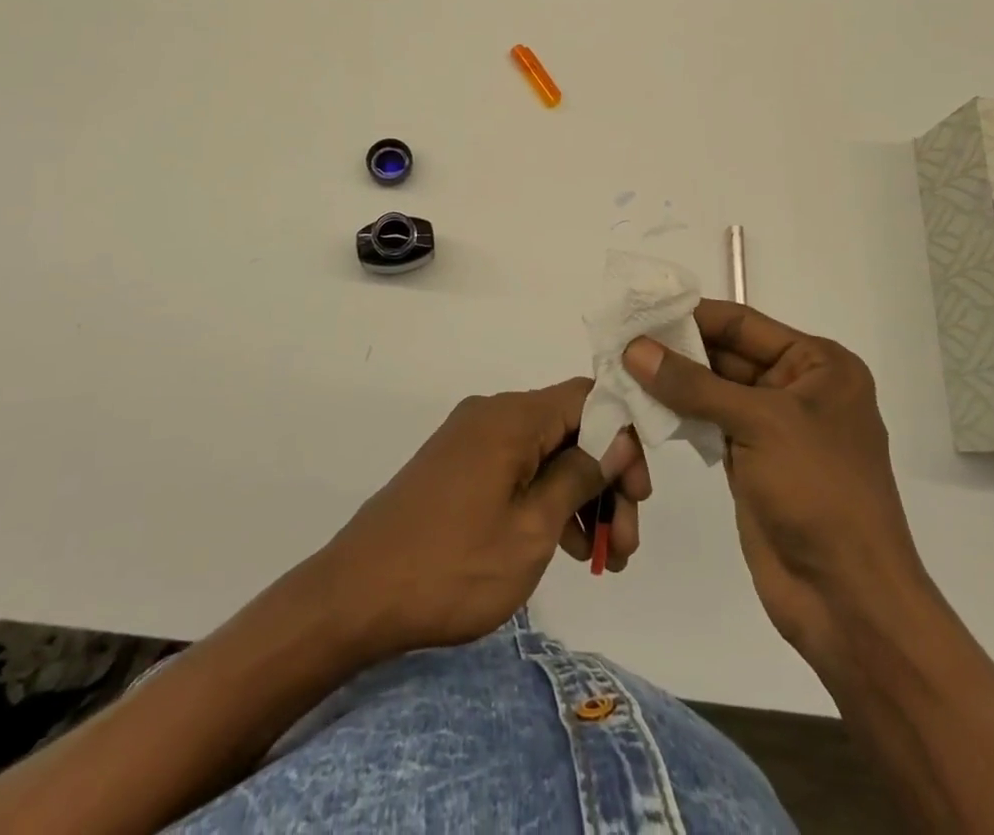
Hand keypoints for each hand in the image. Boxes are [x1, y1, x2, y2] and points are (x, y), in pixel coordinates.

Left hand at [314, 377, 651, 656]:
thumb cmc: (452, 565)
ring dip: (580, 497)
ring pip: (546, 453)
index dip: (624, 437)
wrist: (355, 596)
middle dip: (606, 480)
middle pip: (570, 428)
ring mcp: (472, 440)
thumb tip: (617, 437)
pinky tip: (565, 548)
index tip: (638, 493)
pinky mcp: (458, 467)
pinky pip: (517, 469)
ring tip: (602, 558)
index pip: (589, 398)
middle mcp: (493, 414)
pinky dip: (545, 500)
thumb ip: (579, 475)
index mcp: (512, 416)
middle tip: (626, 543)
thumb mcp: (531, 528)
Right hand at [622, 302, 930, 660]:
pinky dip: (678, 415)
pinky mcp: (751, 462)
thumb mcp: (759, 423)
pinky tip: (641, 406)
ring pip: (713, 390)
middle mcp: (798, 388)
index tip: (640, 310)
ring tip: (620, 368)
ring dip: (672, 382)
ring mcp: (773, 428)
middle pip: (727, 354)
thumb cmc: (818, 492)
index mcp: (819, 365)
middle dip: (676, 349)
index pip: (744, 324)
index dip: (692, 315)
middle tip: (620, 340)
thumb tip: (634, 348)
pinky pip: (709, 424)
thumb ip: (693, 384)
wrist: (847, 600)